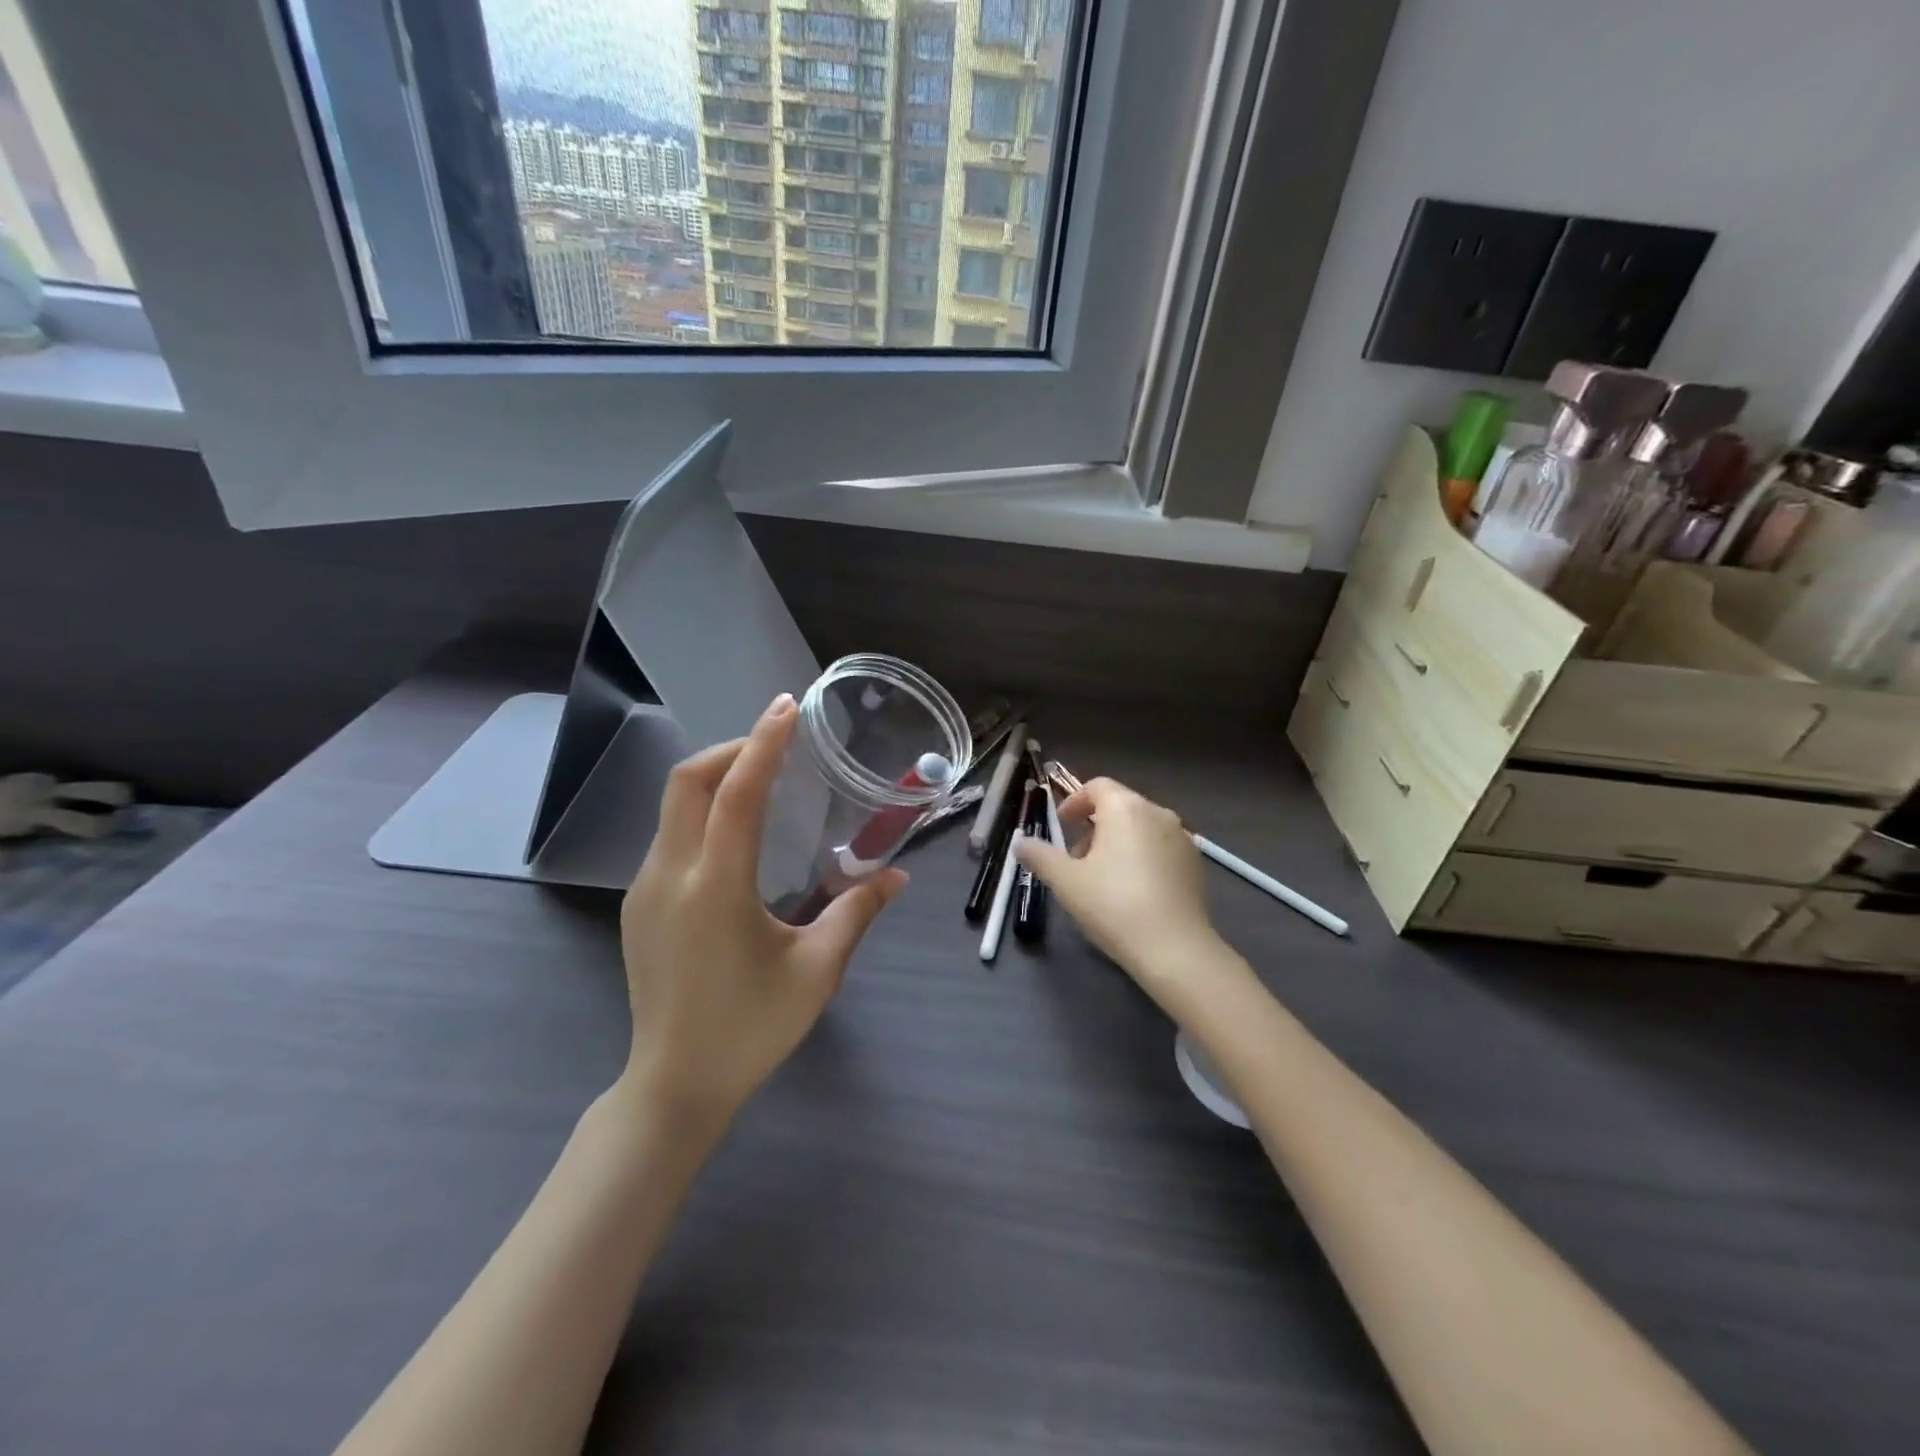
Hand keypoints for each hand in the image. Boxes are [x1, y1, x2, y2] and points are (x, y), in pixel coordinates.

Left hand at [619, 693, 906, 1126]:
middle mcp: (670, 875)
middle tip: (778, 745)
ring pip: (673, 807)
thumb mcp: (816, 970)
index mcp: (716, 887)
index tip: (787, 707)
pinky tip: (736, 839)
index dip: (763, 744)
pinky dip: (702, 813)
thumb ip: (856, 912)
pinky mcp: (637, 906)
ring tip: (764, 783)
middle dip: (732, 750)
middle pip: (687, 782)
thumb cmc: (751, 1029)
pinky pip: (670, 837)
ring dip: (716, 780)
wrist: (673, 1086)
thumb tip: (897, 876)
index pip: (736, 793)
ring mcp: (645, 889)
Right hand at [1016, 777, 1222, 1005]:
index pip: (1097, 786)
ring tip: (1104, 878)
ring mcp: (1182, 838)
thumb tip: (1021, 843)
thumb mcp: (1065, 881)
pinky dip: (1142, 857)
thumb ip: (1040, 855)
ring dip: (1118, 842)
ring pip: (1142, 827)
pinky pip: (1161, 848)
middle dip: (1094, 826)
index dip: (1075, 802)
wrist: (1174, 948)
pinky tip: (1134, 892)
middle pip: (1120, 805)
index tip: (1062, 826)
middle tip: (1077, 859)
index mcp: (1126, 808)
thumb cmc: (1113, 905)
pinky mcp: (1195, 863)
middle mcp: (1158, 813)